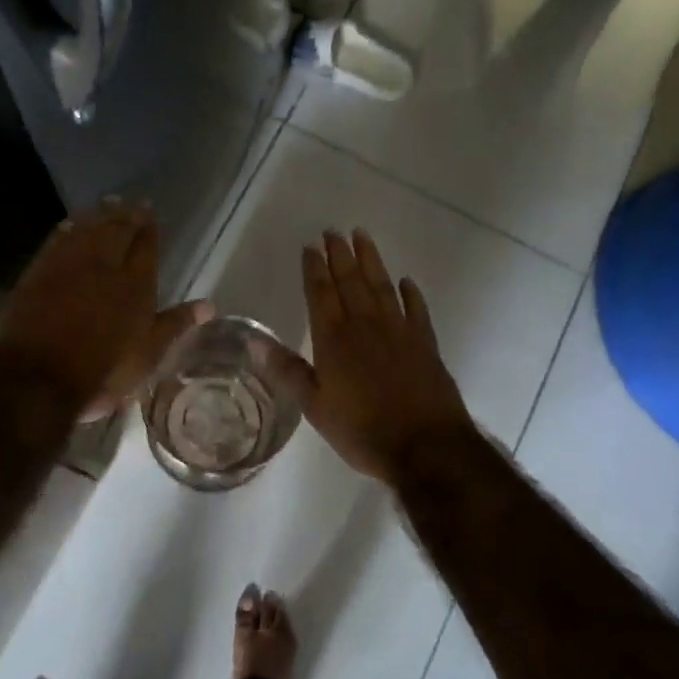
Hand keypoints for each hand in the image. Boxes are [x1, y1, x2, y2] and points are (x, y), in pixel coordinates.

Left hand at [0, 200, 211, 420]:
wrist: (38, 377)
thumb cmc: (103, 371)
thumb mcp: (148, 354)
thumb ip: (176, 324)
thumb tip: (210, 305)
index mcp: (136, 284)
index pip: (146, 246)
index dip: (148, 228)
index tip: (150, 213)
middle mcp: (104, 265)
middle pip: (117, 230)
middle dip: (126, 215)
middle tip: (131, 202)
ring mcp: (68, 266)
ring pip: (87, 229)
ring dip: (98, 215)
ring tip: (106, 204)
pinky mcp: (38, 272)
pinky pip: (57, 239)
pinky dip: (67, 228)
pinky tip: (69, 224)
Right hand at [266, 229, 475, 485]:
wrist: (425, 446)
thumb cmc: (362, 429)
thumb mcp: (315, 406)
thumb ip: (287, 371)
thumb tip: (253, 341)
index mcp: (334, 339)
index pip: (320, 293)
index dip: (314, 268)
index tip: (310, 246)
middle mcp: (366, 325)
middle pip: (350, 281)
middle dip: (340, 255)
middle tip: (334, 231)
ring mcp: (399, 331)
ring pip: (382, 286)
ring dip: (371, 260)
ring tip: (363, 236)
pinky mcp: (425, 343)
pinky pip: (416, 309)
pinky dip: (410, 293)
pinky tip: (406, 281)